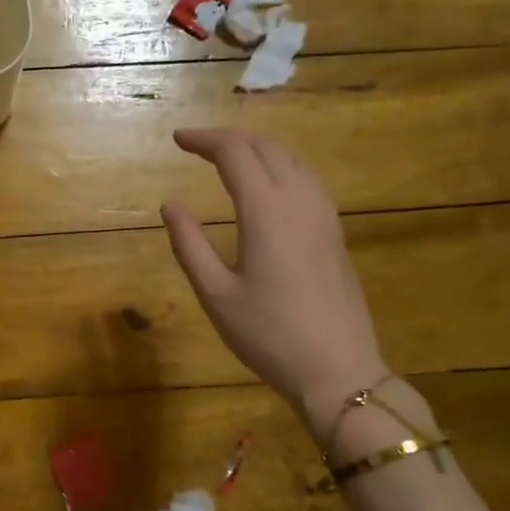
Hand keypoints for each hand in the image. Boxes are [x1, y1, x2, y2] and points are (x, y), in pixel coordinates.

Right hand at [160, 128, 389, 439]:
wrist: (339, 371)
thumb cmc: (269, 335)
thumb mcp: (216, 294)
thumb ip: (189, 244)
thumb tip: (170, 205)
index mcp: (266, 211)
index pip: (234, 153)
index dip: (204, 139)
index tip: (177, 139)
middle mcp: (299, 201)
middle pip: (266, 147)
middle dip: (229, 139)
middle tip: (197, 146)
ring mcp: (324, 216)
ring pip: (291, 160)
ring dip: (257, 149)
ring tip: (229, 159)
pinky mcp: (335, 233)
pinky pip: (306, 180)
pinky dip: (279, 167)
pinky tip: (268, 187)